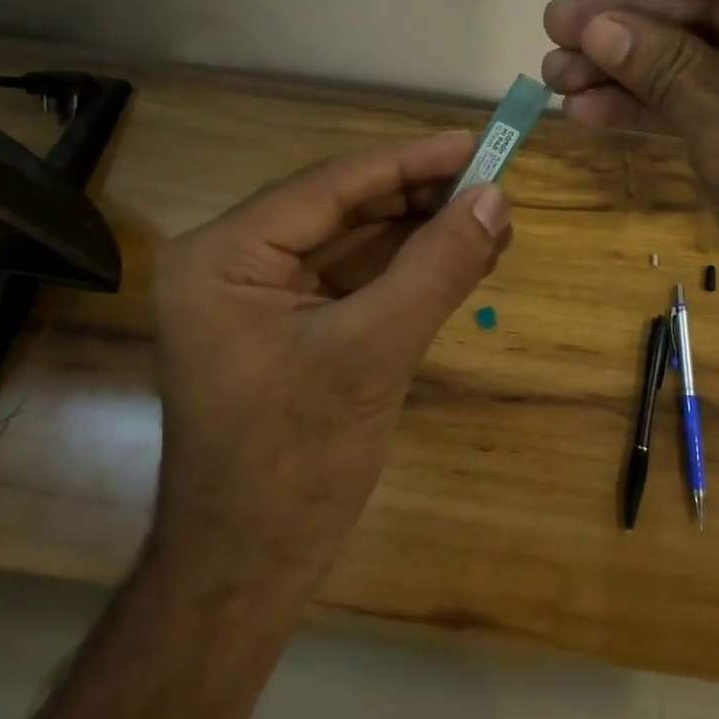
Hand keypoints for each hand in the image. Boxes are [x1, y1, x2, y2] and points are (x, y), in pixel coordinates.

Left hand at [146, 132, 509, 601]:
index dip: (409, 162)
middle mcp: (234, 261)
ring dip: (424, 232)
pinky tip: (464, 257)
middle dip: (421, 199)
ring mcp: (262, 294)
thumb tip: (495, 198)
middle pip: (345, 209)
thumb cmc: (293, 466)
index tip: (475, 142)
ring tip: (493, 220)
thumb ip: (435, 268)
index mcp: (223, 256)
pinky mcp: (292, 323)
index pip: (330, 187)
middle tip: (495, 184)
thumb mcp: (372, 354)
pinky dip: (410, 268)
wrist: (248, 575)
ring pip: (357, 241)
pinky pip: (358, 277)